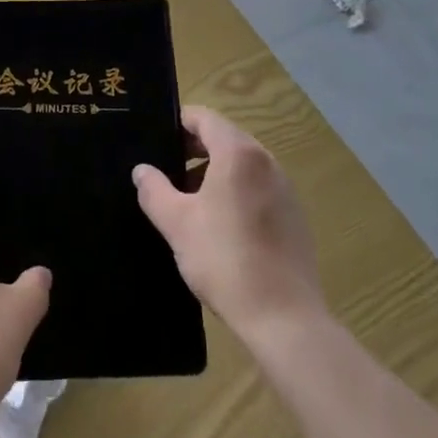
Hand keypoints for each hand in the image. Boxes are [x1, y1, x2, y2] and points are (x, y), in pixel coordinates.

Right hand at [134, 106, 324, 339]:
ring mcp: (285, 189)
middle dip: (193, 149)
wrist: (284, 319)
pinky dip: (235, 192)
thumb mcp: (176, 223)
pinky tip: (219, 226)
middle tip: (165, 170)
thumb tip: (142, 170)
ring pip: (242, 165)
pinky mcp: (295, 216)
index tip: (155, 139)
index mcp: (239, 154)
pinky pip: (258, 188)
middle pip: (225, 138)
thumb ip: (154, 190)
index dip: (177, 123)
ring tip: (188, 201)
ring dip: (213, 172)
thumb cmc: (225, 260)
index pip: (204, 118)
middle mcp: (266, 162)